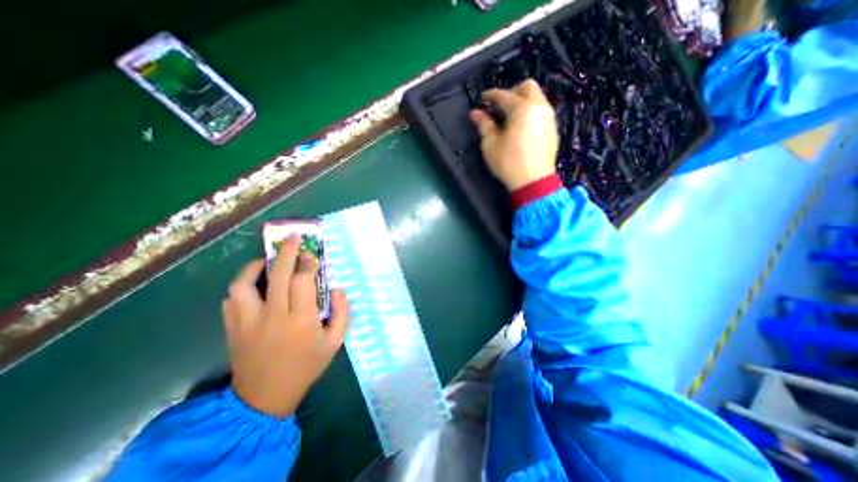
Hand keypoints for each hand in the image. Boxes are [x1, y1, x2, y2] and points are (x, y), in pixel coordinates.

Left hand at [224, 237, 350, 417]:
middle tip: (292, 238)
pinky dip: (242, 286)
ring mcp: (248, 321)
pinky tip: (253, 285)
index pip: (303, 281)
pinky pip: (231, 298)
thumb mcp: (335, 342)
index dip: (308, 263)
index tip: (311, 255)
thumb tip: (336, 288)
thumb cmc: (306, 366)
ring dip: (255, 267)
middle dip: (287, 251)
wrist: (265, 397)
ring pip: (244, 284)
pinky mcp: (232, 328)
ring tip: (266, 261)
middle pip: (278, 274)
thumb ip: (342, 312)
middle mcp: (274, 316)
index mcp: (302, 320)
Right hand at [466, 78, 560, 189]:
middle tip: (499, 107)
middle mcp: (539, 107)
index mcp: (522, 109)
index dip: (491, 96)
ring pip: (537, 98)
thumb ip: (484, 125)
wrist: (534, 182)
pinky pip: (541, 111)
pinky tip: (522, 127)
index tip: (482, 100)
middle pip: (528, 87)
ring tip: (510, 118)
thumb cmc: (509, 163)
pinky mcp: (553, 129)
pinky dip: (530, 112)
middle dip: (511, 92)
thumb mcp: (491, 145)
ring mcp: (549, 118)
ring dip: (522, 102)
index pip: (504, 95)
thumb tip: (475, 113)